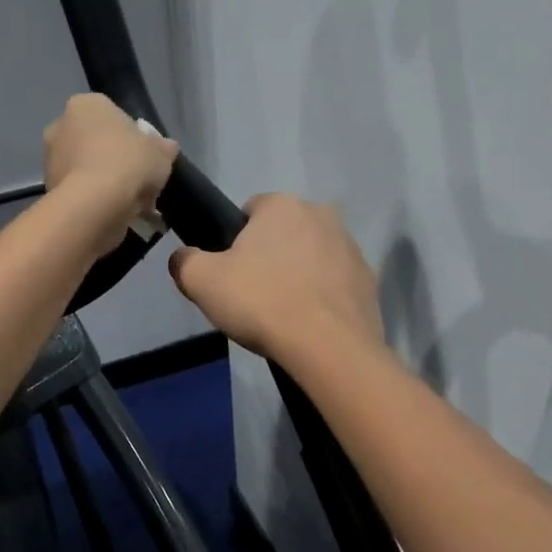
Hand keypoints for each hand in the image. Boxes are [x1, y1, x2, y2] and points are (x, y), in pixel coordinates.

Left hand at [43, 93, 179, 253]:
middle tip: (136, 180)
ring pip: (84, 168)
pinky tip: (111, 213)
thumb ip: (164, 148)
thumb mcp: (160, 153)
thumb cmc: (128, 165)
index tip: (143, 157)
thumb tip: (167, 147)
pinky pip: (78, 191)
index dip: (131, 136)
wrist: (94, 205)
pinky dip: (92, 200)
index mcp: (86, 104)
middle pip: (95, 142)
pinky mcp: (48, 189)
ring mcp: (49, 159)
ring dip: (102, 181)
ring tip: (127, 202)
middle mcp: (60, 125)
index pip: (112, 115)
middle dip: (112, 159)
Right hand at [169, 194, 382, 359]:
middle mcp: (321, 214)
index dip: (234, 241)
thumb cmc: (261, 302)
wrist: (327, 346)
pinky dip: (322, 297)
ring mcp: (350, 247)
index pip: (249, 210)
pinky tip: (309, 324)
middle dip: (269, 257)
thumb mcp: (201, 282)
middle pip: (283, 233)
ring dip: (298, 275)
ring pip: (311, 256)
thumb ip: (184, 262)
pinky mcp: (368, 280)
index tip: (230, 273)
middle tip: (252, 295)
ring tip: (282, 313)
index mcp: (282, 205)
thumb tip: (183, 258)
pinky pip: (334, 283)